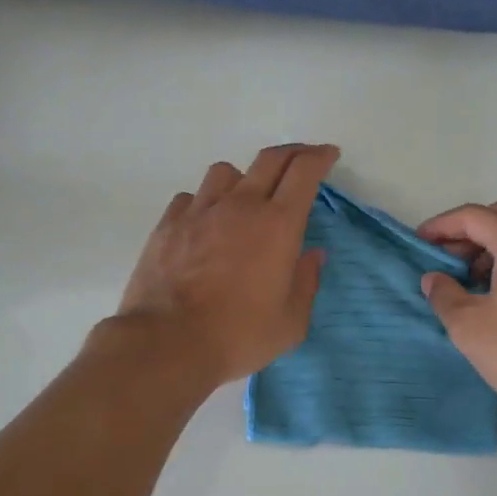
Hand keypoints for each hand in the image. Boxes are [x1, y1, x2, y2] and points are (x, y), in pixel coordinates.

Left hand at [114, 144, 337, 388]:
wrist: (167, 343)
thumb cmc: (237, 335)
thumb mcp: (290, 323)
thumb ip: (306, 283)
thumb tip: (313, 256)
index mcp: (278, 225)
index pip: (304, 172)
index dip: (320, 157)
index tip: (329, 155)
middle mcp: (240, 206)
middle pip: (270, 159)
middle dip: (293, 152)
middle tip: (303, 159)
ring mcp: (200, 211)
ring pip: (225, 171)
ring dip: (243, 177)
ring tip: (246, 196)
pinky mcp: (168, 224)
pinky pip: (191, 197)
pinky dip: (204, 202)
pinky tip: (205, 221)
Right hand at [418, 197, 496, 430]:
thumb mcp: (470, 327)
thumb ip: (444, 295)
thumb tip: (434, 279)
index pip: (474, 216)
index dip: (440, 226)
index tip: (418, 242)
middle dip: (470, 230)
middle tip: (447, 258)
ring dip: (492, 245)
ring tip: (468, 280)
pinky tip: (496, 295)